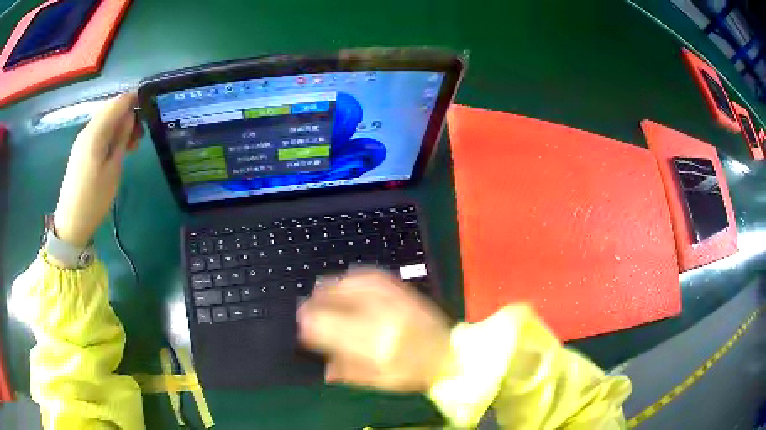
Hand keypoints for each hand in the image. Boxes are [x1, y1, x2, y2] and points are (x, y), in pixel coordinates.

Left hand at [54, 93, 142, 246]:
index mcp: (95, 132)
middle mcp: (87, 130)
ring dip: (120, 126)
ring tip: (132, 145)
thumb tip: (130, 117)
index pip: (118, 103)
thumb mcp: (113, 169)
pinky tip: (118, 149)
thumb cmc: (94, 199)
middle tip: (141, 134)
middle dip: (128, 114)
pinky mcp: (81, 150)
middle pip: (110, 109)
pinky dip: (111, 134)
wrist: (71, 223)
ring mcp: (83, 140)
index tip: (149, 108)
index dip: (134, 100)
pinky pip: (99, 132)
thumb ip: (121, 139)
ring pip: (105, 121)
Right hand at [297, 268, 452, 391]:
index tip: (302, 325)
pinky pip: (371, 276)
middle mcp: (382, 317)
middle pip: (336, 302)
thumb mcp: (380, 382)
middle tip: (306, 308)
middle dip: (315, 304)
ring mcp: (393, 299)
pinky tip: (344, 280)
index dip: (310, 324)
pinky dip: (352, 276)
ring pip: (351, 284)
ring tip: (319, 291)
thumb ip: (348, 372)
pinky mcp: (402, 290)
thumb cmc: (414, 374)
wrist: (450, 354)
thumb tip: (322, 365)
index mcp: (375, 345)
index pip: (330, 328)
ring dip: (330, 287)